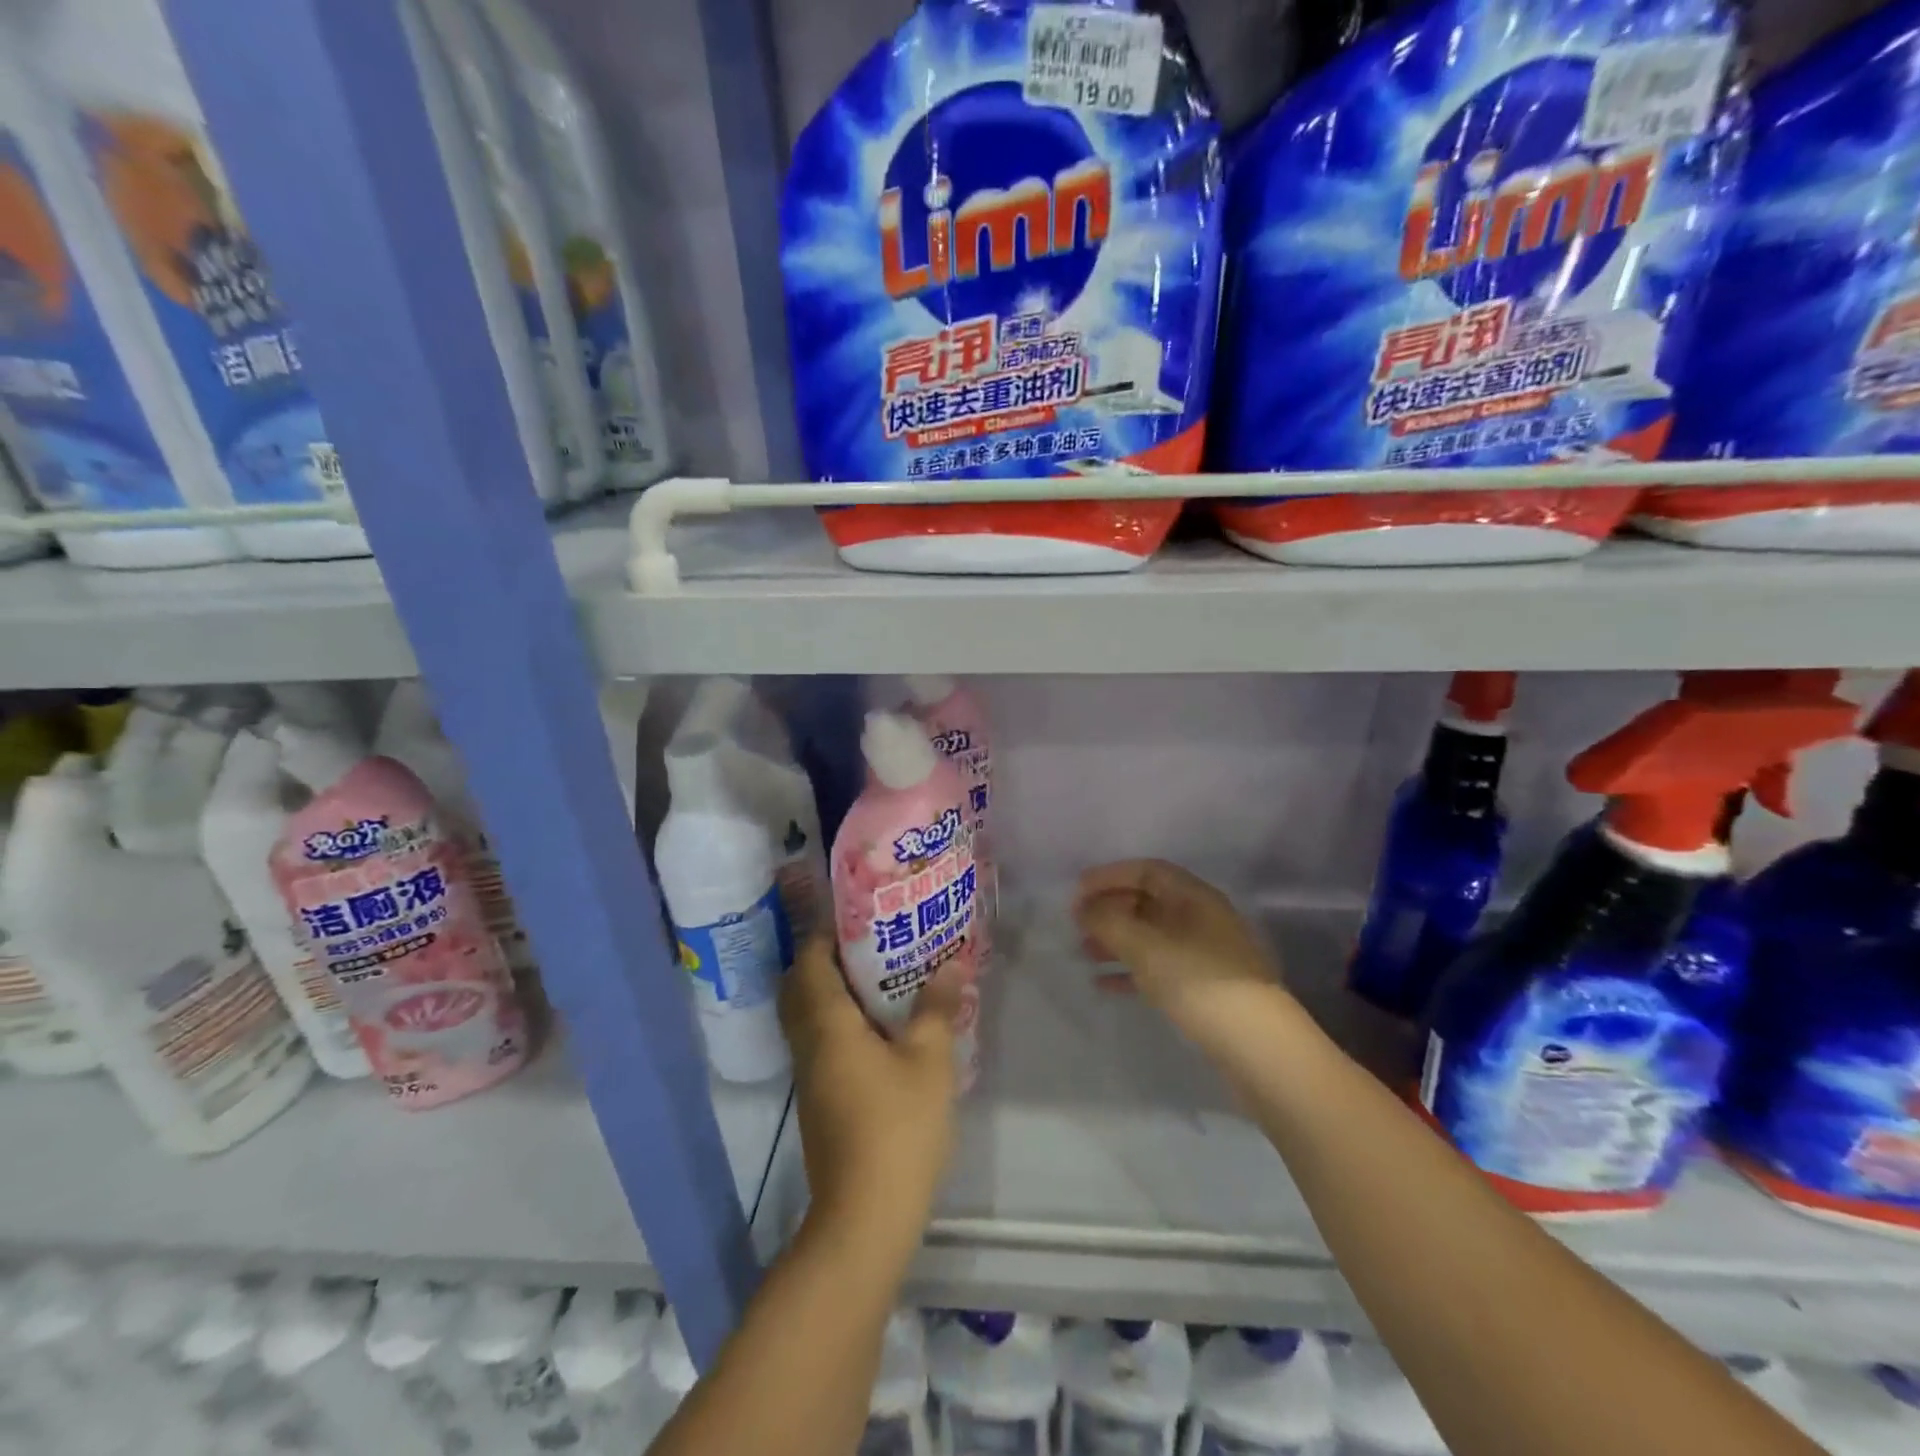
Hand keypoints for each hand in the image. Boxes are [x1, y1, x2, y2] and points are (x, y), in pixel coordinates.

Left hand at [779, 936, 959, 1261]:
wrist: (865, 1217)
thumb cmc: (898, 1127)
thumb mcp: (929, 1061)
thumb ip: (936, 1008)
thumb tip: (950, 963)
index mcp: (828, 1024)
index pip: (810, 962)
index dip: (826, 934)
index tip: (858, 915)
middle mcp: (809, 1044)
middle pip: (802, 987)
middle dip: (828, 960)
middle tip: (871, 944)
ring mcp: (810, 1076)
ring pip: (810, 1017)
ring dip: (835, 992)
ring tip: (881, 977)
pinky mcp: (819, 1101)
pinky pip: (821, 1042)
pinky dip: (840, 1022)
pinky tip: (880, 1029)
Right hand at [1073, 860, 1290, 1038]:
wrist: (1260, 1049)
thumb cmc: (1201, 983)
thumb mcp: (1147, 947)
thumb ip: (1109, 921)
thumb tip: (1084, 908)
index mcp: (1194, 897)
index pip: (1147, 871)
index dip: (1109, 876)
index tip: (1076, 892)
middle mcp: (1201, 919)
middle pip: (1148, 901)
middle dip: (1110, 908)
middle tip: (1076, 924)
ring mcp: (1205, 955)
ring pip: (1151, 936)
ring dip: (1117, 940)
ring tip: (1084, 952)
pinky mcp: (1204, 988)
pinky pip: (1159, 968)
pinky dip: (1131, 971)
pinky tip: (1104, 985)